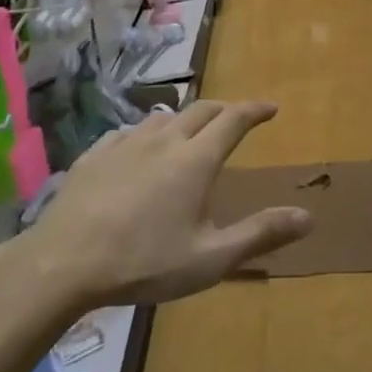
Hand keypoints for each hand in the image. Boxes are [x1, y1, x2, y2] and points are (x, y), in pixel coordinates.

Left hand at [27, 101, 313, 306]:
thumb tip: (308, 216)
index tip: (271, 108)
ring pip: (162, 117)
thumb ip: (260, 234)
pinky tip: (139, 148)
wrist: (63, 263)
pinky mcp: (94, 156)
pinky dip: (146, 133)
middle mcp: (163, 141)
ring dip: (184, 119)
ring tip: (190, 132)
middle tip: (236, 118)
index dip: (255, 110)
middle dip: (224, 109)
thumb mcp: (210, 258)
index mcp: (195, 160)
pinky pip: (127, 132)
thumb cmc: (144, 263)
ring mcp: (124, 144)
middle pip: (200, 110)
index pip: (233, 120)